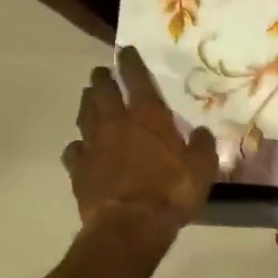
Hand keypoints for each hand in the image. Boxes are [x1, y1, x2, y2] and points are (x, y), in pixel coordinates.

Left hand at [64, 48, 218, 243]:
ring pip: (85, 115)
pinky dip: (78, 145)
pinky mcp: (78, 170)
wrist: (129, 226)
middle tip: (101, 73)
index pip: (137, 80)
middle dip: (102, 79)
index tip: (125, 51)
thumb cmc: (171, 192)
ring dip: (87, 104)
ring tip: (88, 98)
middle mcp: (116, 124)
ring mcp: (93, 146)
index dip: (131, 63)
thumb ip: (202, 147)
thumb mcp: (202, 169)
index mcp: (148, 117)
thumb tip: (200, 133)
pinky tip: (81, 147)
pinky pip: (74, 150)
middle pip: (103, 92)